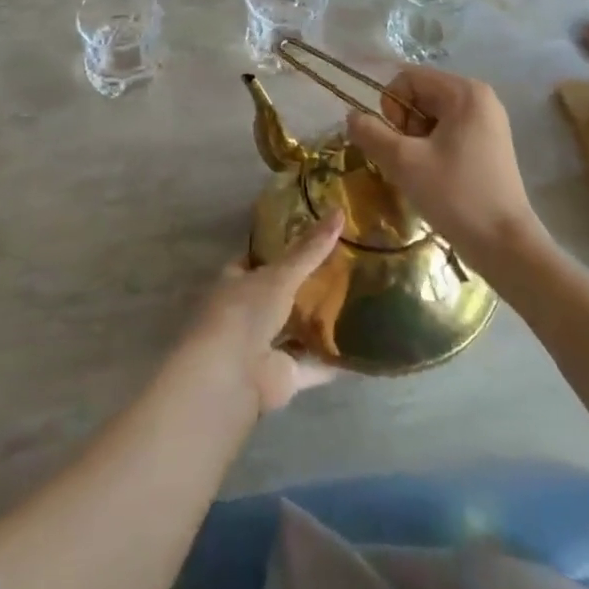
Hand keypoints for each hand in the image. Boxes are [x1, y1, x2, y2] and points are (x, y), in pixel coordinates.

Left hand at [175, 210, 343, 414]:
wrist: (231, 374)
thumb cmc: (245, 311)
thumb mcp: (281, 274)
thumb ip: (310, 249)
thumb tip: (339, 211)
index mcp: (236, 282)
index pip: (256, 260)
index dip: (278, 250)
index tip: (308, 240)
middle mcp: (247, 312)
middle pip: (278, 296)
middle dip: (302, 288)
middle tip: (340, 271)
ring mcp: (263, 346)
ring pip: (294, 331)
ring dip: (316, 324)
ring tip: (353, 307)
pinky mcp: (281, 377)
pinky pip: (311, 365)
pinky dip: (330, 361)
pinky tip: (357, 352)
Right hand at [346, 66, 542, 270]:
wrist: (507, 248)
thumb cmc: (456, 196)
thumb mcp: (404, 162)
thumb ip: (371, 133)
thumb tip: (351, 116)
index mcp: (464, 92)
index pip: (407, 79)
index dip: (391, 107)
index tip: (397, 142)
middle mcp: (480, 98)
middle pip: (420, 95)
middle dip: (404, 125)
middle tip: (408, 160)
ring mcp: (488, 121)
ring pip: (431, 116)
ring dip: (415, 140)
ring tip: (421, 172)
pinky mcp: (490, 144)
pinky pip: (448, 131)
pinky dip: (432, 149)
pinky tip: (435, 177)